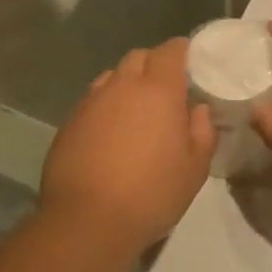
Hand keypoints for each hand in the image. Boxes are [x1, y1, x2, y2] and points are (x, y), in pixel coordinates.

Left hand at [38, 38, 214, 250]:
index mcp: (158, 90)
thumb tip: (198, 109)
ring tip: (136, 110)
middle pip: (138, 57)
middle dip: (153, 64)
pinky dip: (106, 106)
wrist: (87, 220)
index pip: (170, 51)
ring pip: (112, 77)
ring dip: (127, 84)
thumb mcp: (195, 168)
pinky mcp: (69, 122)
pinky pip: (92, 101)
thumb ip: (202, 131)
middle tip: (166, 88)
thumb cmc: (152, 192)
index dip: (182, 50)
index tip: (191, 61)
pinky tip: (110, 132)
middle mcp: (121, 86)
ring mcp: (90, 102)